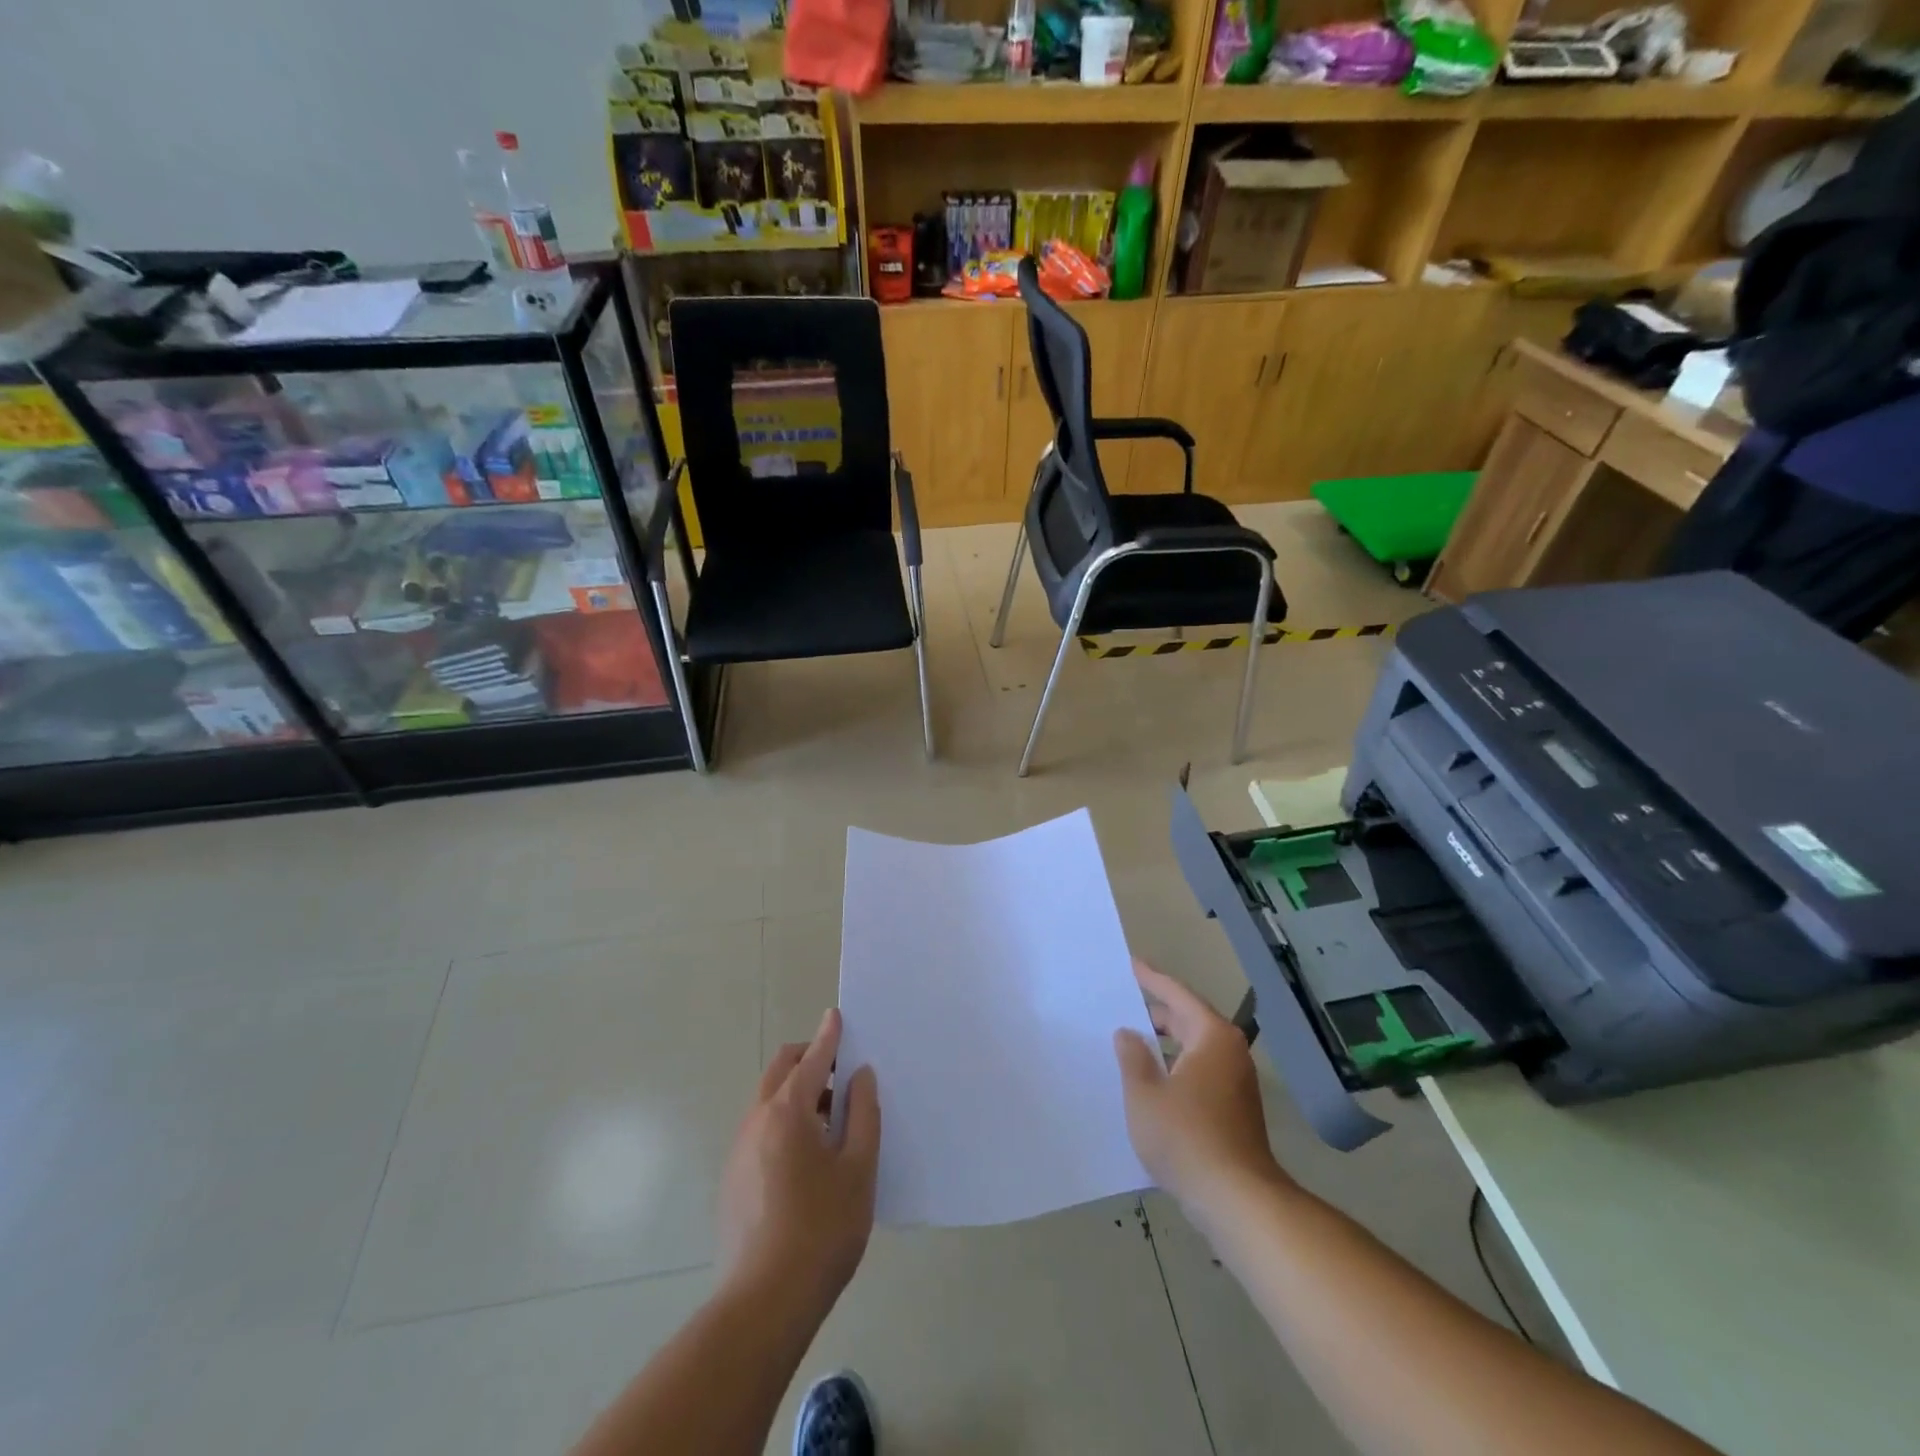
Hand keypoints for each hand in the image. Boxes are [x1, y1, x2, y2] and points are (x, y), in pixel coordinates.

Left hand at [718, 1009, 880, 1317]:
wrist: (764, 1303)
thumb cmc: (823, 1229)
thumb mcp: (859, 1168)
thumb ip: (863, 1114)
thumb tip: (860, 1076)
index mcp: (789, 1110)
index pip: (812, 1058)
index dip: (829, 1036)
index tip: (837, 1016)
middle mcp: (757, 1119)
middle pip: (781, 1070)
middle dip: (809, 1059)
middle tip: (841, 1074)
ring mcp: (739, 1149)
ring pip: (769, 1100)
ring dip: (798, 1092)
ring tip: (831, 1121)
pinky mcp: (733, 1178)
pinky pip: (761, 1129)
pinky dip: (784, 1121)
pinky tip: (807, 1158)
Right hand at [1114, 958, 1285, 1215]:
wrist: (1238, 1201)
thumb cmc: (1186, 1137)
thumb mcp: (1145, 1094)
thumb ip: (1132, 1057)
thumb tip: (1128, 1034)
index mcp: (1211, 1036)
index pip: (1177, 995)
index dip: (1151, 979)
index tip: (1131, 965)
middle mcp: (1229, 1052)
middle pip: (1188, 1020)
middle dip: (1155, 1013)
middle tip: (1122, 1005)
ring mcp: (1236, 1083)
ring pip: (1193, 1050)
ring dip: (1164, 1045)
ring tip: (1129, 1043)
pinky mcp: (1235, 1110)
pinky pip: (1199, 1073)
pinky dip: (1175, 1068)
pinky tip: (1151, 1082)